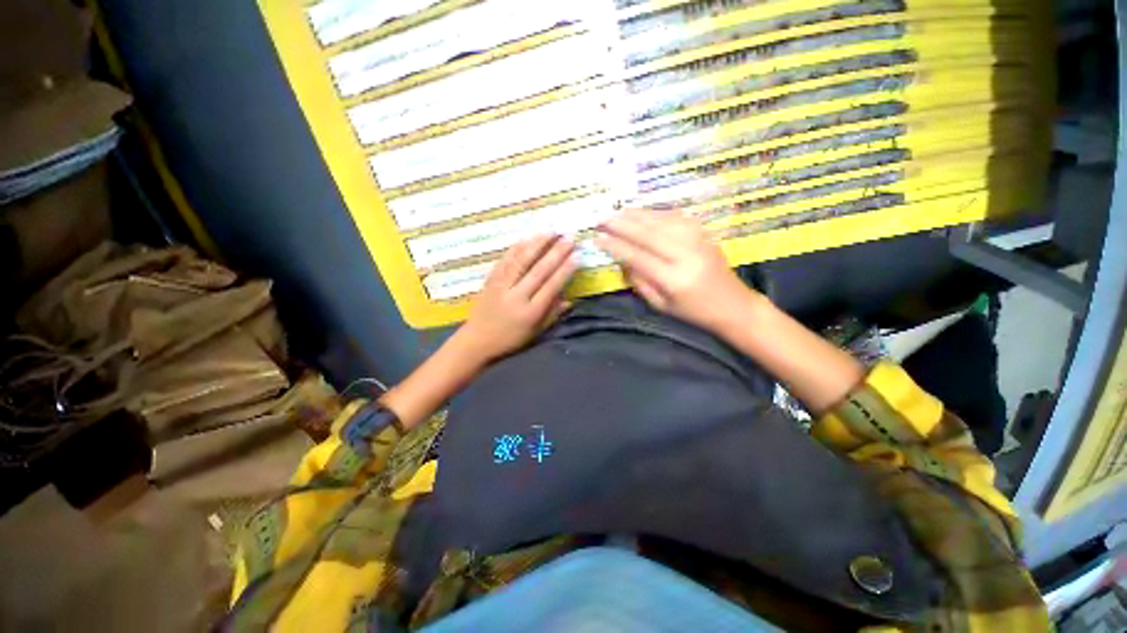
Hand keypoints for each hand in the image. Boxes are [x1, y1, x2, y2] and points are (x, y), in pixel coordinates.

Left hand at [455, 235, 576, 364]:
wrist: (477, 340)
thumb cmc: (511, 339)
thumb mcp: (536, 332)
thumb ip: (552, 314)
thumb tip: (569, 299)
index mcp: (530, 312)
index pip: (551, 286)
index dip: (565, 270)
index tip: (576, 256)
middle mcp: (516, 296)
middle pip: (538, 270)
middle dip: (555, 253)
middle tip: (568, 238)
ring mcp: (501, 286)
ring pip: (521, 261)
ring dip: (537, 244)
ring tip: (551, 231)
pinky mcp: (490, 280)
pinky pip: (505, 261)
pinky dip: (517, 248)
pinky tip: (527, 238)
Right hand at [595, 209, 760, 332]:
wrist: (733, 304)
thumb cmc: (693, 312)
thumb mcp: (660, 305)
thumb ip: (639, 282)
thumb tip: (622, 260)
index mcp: (673, 279)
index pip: (637, 256)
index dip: (615, 246)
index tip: (597, 238)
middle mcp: (685, 255)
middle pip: (648, 233)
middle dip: (621, 224)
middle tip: (601, 218)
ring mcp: (697, 240)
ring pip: (661, 221)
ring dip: (636, 215)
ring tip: (616, 213)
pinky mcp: (704, 233)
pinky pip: (675, 217)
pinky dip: (655, 213)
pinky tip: (641, 213)